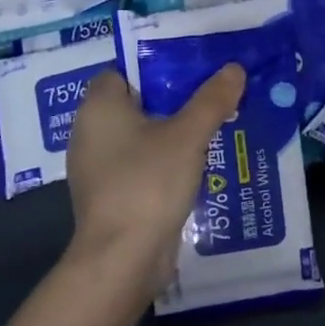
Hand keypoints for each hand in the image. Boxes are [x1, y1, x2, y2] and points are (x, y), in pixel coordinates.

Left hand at [64, 66, 246, 292]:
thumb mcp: (188, 135)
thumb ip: (212, 99)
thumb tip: (234, 68)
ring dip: (172, 131)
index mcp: (98, 108)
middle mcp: (90, 133)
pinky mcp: (111, 196)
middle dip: (172, 98)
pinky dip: (164, 160)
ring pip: (140, 136)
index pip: (122, 71)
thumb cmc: (148, 183)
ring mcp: (98, 168)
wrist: (122, 259)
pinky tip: (196, 163)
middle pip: (135, 103)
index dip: (155, 66)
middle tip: (211, 94)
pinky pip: (140, 163)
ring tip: (212, 125)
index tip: (192, 68)